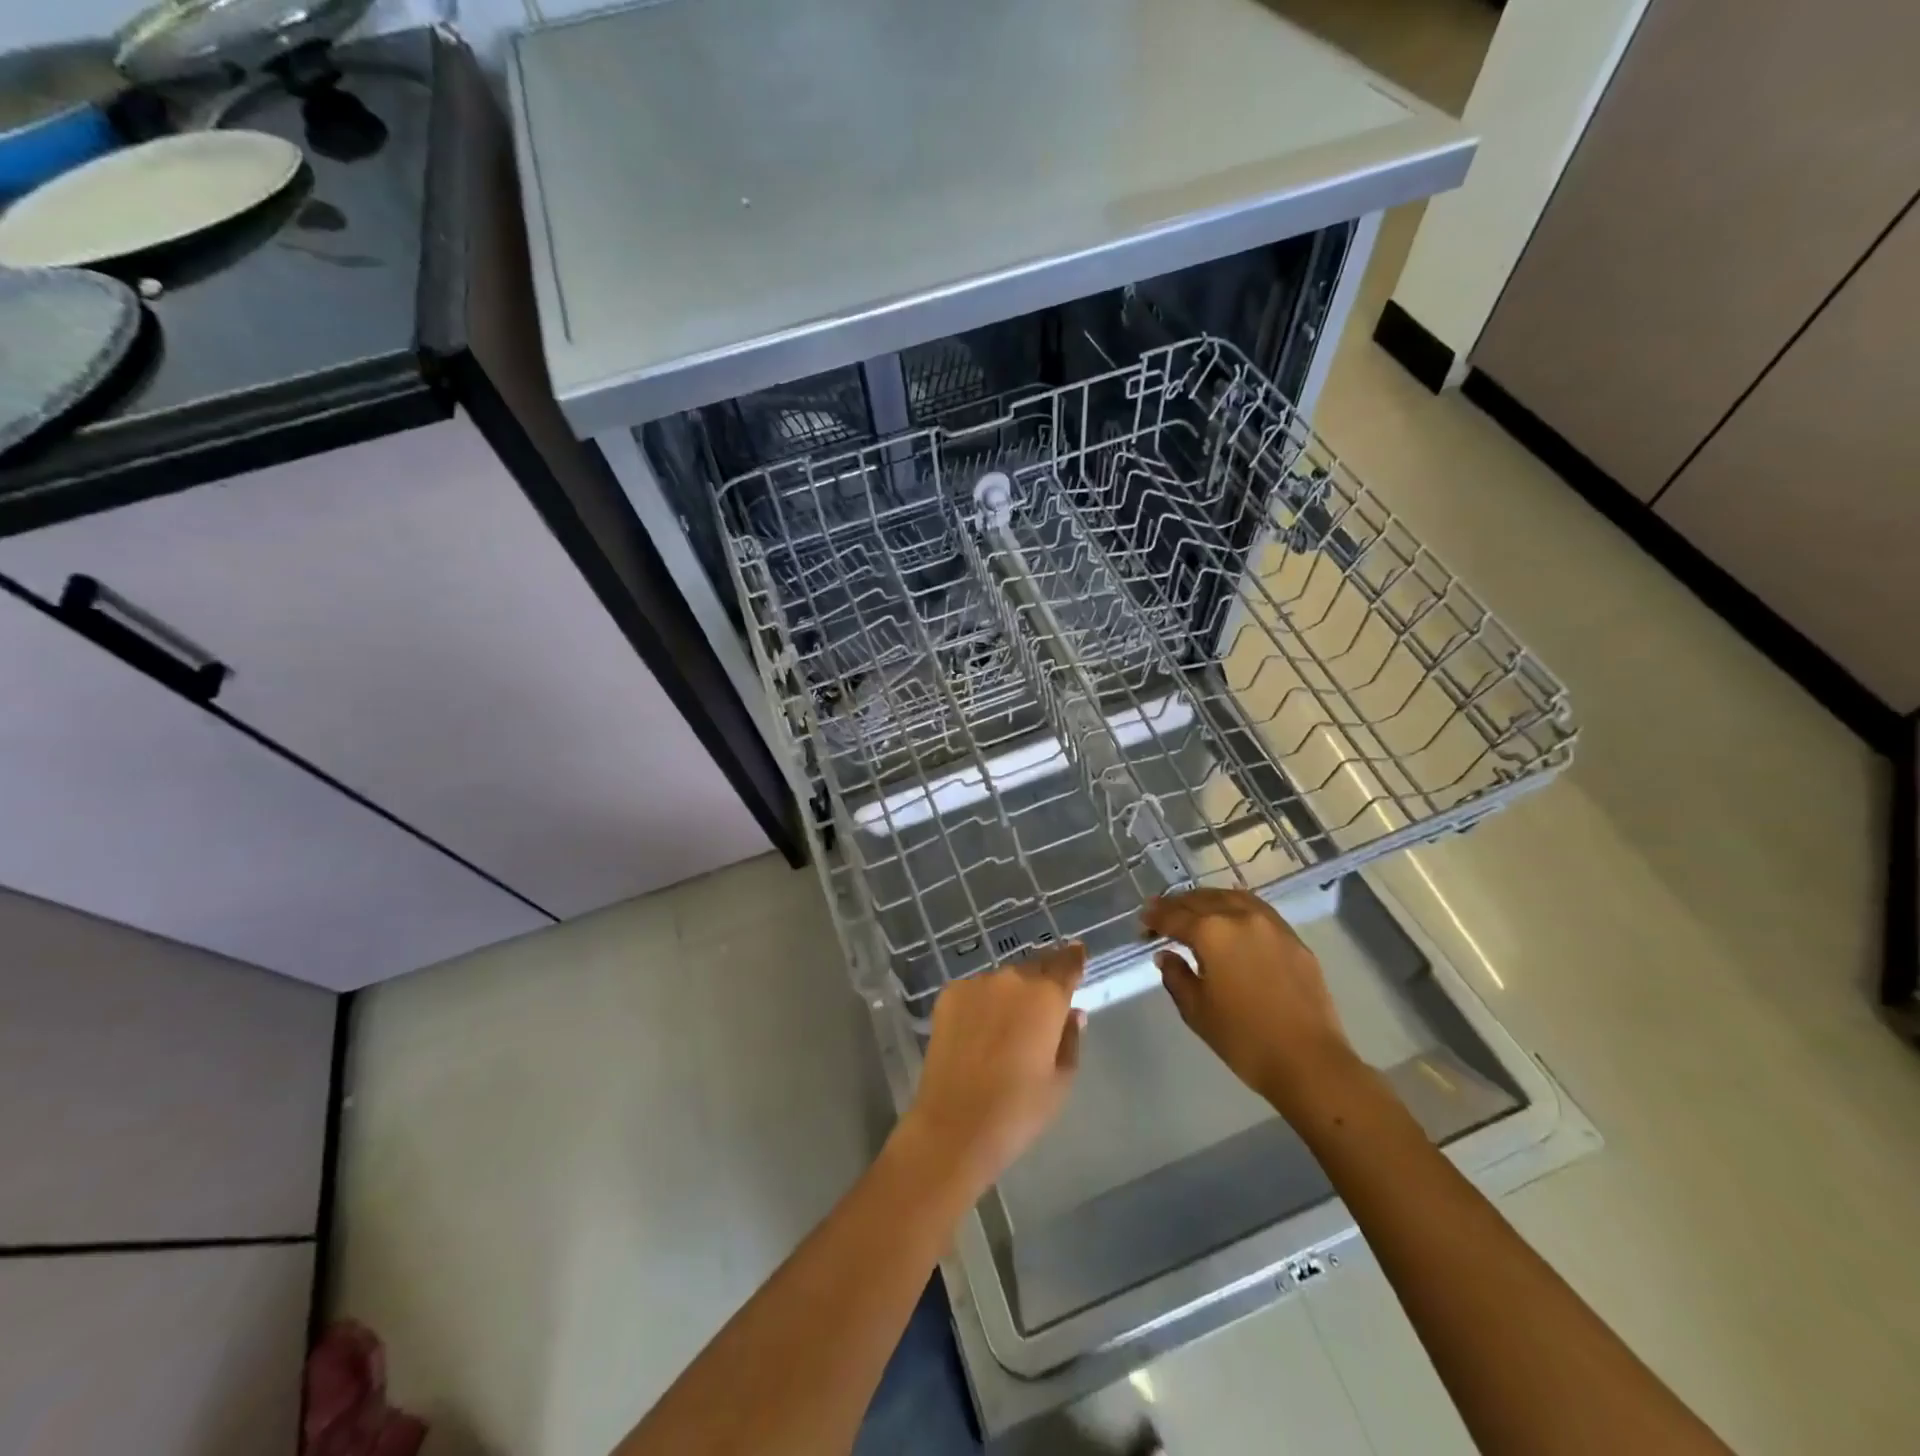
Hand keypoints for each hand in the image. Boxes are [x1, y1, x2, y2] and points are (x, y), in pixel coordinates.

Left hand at [900, 942, 1085, 1196]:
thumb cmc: (1018, 1109)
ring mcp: (976, 984)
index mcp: (1046, 997)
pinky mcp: (948, 995)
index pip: (1067, 964)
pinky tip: (979, 1030)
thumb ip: (1070, 1038)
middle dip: (1042, 979)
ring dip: (1010, 993)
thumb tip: (1072, 1012)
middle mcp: (1012, 980)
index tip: (1078, 951)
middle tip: (1043, 1002)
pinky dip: (982, 1002)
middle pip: (1034, 968)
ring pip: (1002, 981)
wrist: (955, 1125)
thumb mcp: (1061, 1080)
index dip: (1074, 957)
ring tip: (1007, 1024)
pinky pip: (975, 991)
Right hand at [1144, 889, 1353, 1113]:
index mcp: (1211, 932)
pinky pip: (1257, 909)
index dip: (1154, 917)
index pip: (1174, 916)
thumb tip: (1167, 955)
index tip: (1143, 921)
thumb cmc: (1244, 1039)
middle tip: (1161, 912)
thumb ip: (1176, 976)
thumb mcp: (1196, 1011)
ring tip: (1194, 909)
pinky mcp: (1293, 939)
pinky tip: (1231, 913)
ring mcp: (1271, 925)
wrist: (1309, 1062)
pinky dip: (1236, 906)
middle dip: (1178, 905)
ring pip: (1232, 898)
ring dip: (1207, 900)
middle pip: (1202, 900)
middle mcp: (1240, 917)